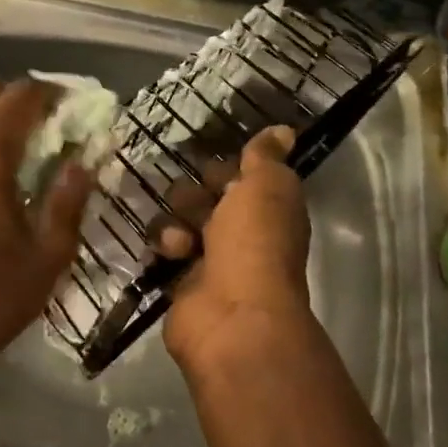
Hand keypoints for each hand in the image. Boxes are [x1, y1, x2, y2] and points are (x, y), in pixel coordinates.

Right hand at [162, 125, 315, 372]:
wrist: (232, 316)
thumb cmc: (254, 243)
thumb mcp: (266, 188)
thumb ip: (266, 157)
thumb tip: (285, 131)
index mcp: (266, 210)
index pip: (237, 177)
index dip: (225, 171)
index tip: (216, 173)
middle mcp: (240, 233)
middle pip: (203, 196)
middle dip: (194, 196)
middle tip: (198, 209)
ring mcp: (209, 259)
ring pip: (178, 219)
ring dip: (175, 222)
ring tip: (182, 242)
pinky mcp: (180, 281)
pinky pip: (162, 249)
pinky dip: (164, 248)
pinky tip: (170, 256)